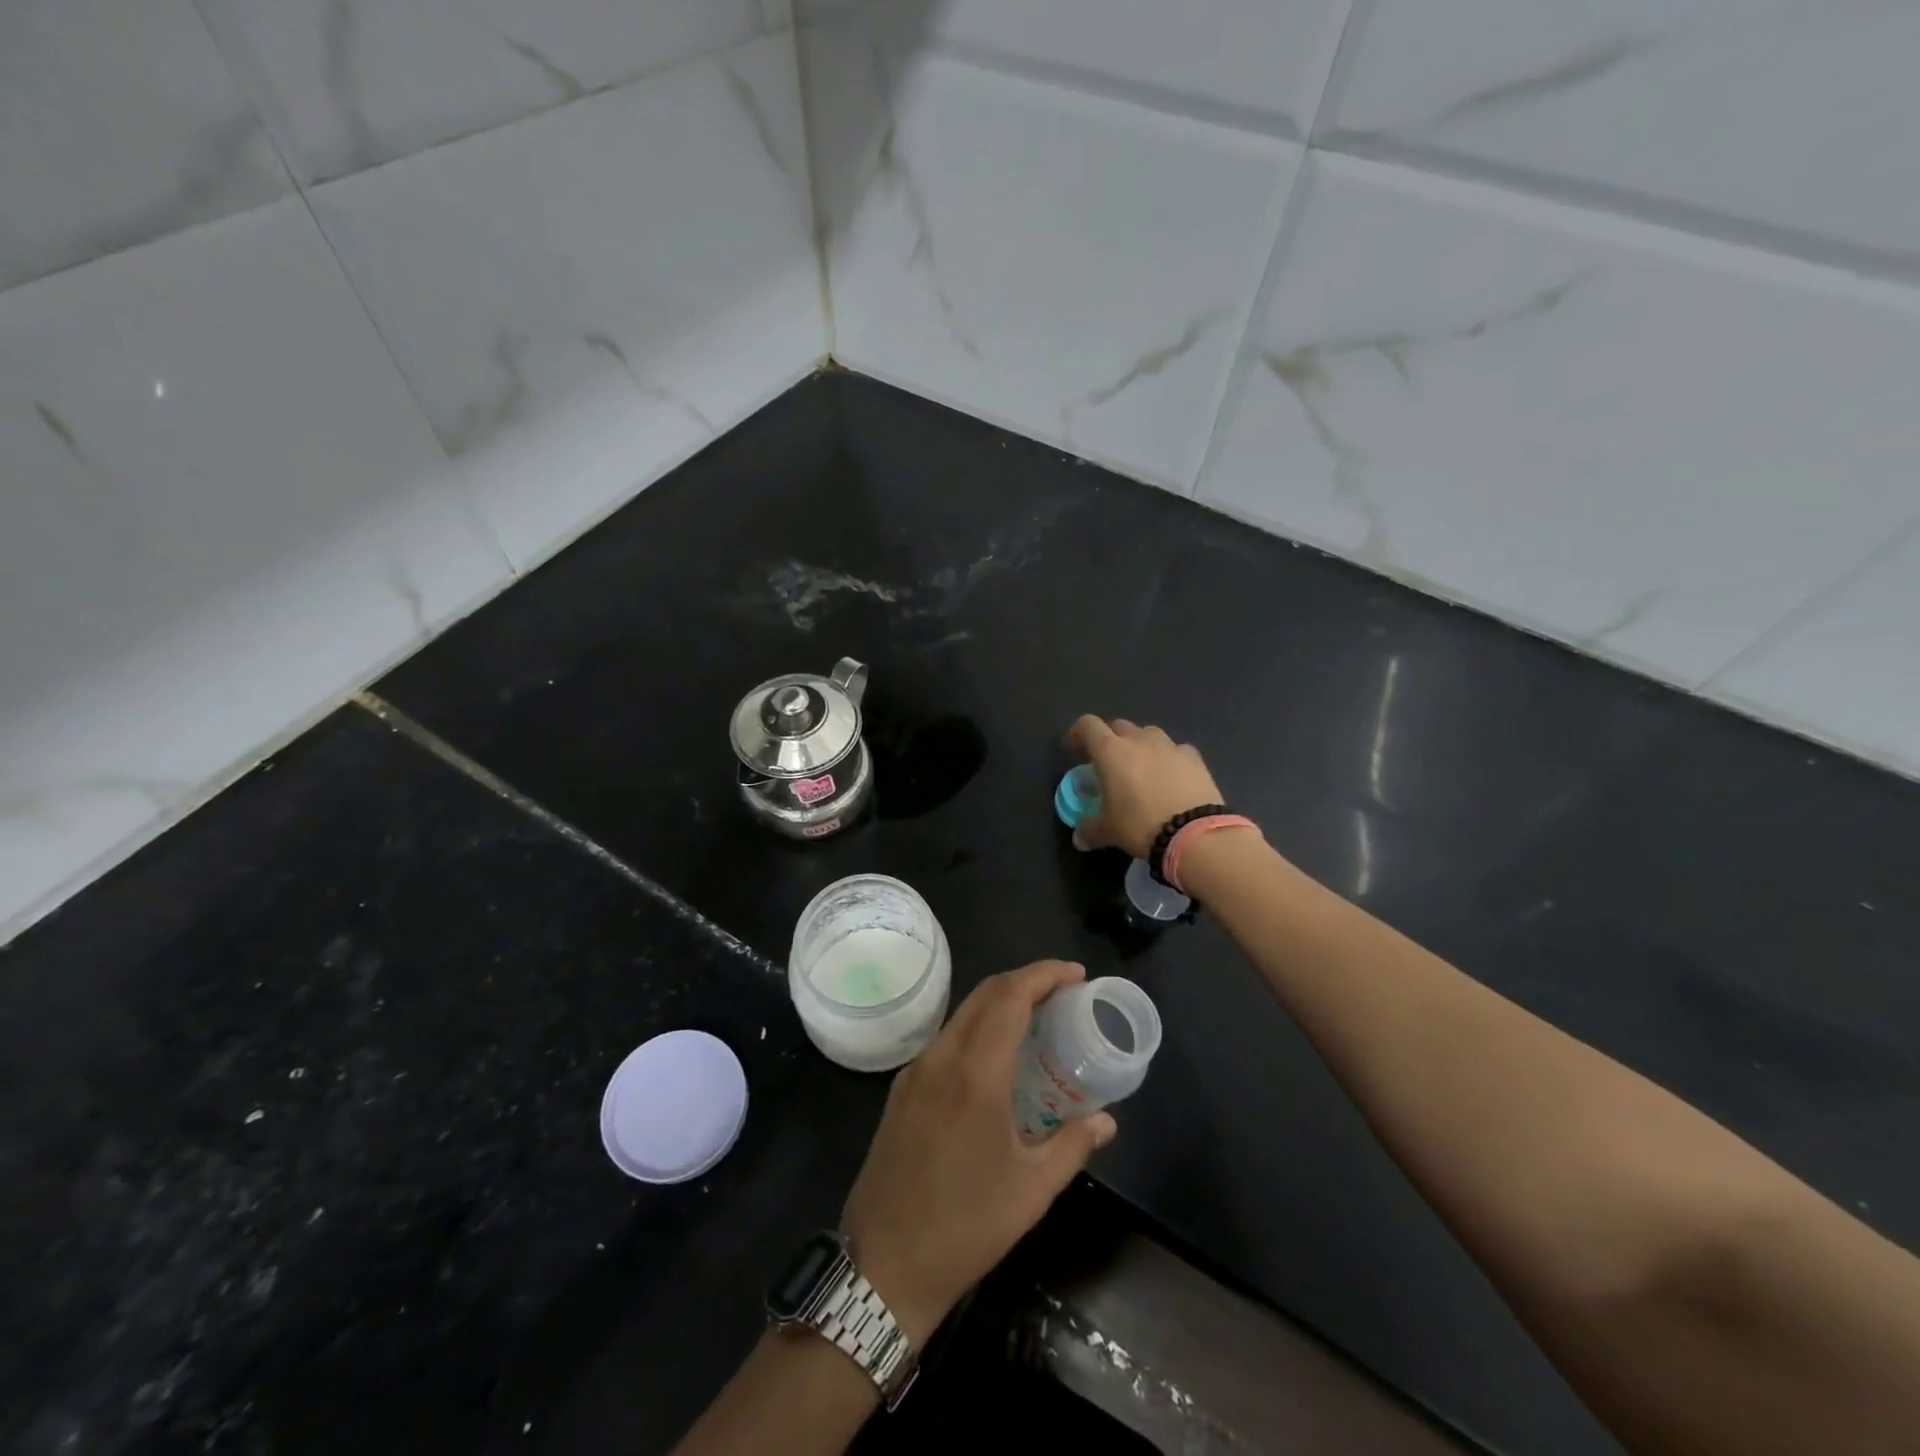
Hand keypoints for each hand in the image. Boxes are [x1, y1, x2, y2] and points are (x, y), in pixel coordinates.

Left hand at [840, 961, 1117, 1345]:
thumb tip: (1106, 1122)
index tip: (1077, 975)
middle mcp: (941, 1057)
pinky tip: (996, 1057)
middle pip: (985, 994)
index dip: (1045, 974)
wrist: (884, 1265)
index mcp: (975, 1072)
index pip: (1010, 996)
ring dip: (1000, 1003)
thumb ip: (1073, 1145)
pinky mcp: (901, 1089)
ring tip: (1036, 1020)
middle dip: (1026, 981)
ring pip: (962, 1013)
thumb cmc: (966, 1226)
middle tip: (1063, 993)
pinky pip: (946, 1039)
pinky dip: (977, 1028)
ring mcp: (915, 1071)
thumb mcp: (1031, 1189)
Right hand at [1065, 716, 1224, 858]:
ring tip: (1140, 767)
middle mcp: (1138, 740)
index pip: (1087, 726)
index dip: (1077, 734)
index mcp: (1110, 751)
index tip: (1073, 750)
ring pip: (1148, 733)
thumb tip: (1079, 838)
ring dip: (1139, 745)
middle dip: (1109, 739)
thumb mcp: (1108, 832)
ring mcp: (1169, 745)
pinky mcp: (1194, 757)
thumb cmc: (1140, 825)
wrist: (1194, 833)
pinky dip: (1168, 758)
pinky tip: (1171, 776)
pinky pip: (1175, 749)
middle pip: (1118, 726)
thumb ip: (1089, 830)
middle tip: (1107, 762)